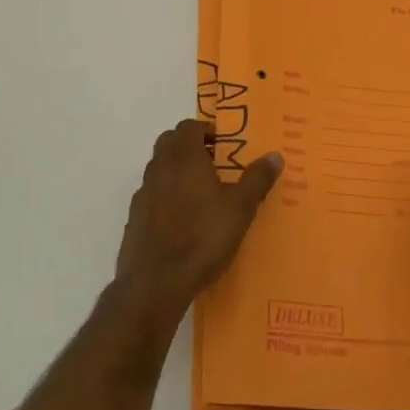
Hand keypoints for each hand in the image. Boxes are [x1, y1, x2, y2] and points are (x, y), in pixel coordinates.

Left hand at [115, 118, 282, 312]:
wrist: (156, 283)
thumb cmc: (202, 237)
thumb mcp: (240, 209)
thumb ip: (257, 179)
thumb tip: (275, 155)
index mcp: (184, 157)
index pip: (189, 126)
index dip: (205, 130)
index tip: (222, 146)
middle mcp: (160, 167)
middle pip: (169, 142)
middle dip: (188, 146)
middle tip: (212, 164)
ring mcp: (143, 193)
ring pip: (158, 168)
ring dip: (175, 171)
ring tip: (198, 194)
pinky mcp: (134, 218)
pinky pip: (150, 195)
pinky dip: (163, 197)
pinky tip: (180, 221)